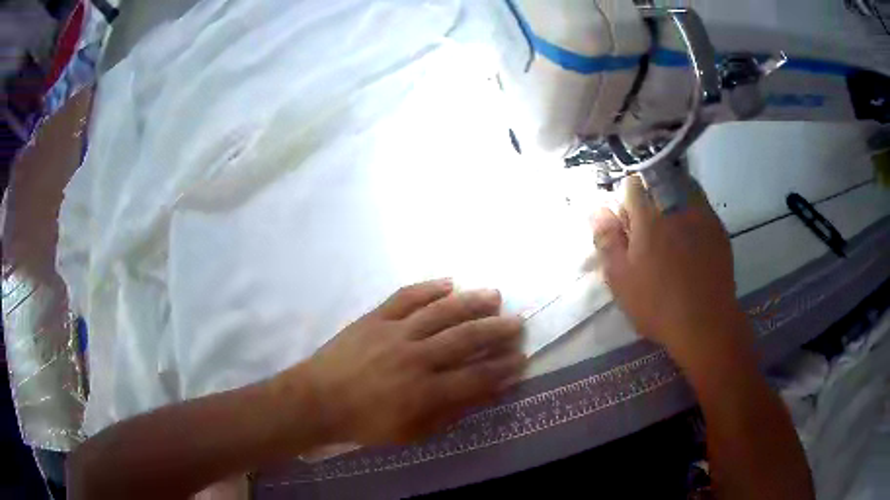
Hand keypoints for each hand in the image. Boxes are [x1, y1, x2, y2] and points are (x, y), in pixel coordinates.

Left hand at [300, 279, 525, 444]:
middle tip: (517, 322)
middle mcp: (415, 357)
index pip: (475, 378)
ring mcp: (394, 332)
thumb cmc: (365, 423)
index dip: (502, 369)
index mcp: (424, 391)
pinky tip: (449, 282)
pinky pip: (406, 297)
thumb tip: (482, 396)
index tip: (521, 359)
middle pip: (465, 339)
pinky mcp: (375, 318)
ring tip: (494, 295)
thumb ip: (448, 414)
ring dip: (471, 302)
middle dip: (496, 330)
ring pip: (441, 312)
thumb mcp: (410, 433)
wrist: (318, 400)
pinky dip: (429, 288)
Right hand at [590, 177, 749, 359]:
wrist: (705, 323)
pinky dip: (692, 213)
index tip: (627, 220)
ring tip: (671, 228)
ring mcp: (701, 215)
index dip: (626, 199)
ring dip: (673, 200)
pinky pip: (701, 207)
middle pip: (658, 182)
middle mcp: (675, 206)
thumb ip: (607, 240)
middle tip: (650, 228)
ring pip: (682, 189)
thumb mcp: (620, 278)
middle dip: (650, 196)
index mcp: (648, 217)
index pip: (632, 185)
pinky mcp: (718, 228)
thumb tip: (598, 209)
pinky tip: (691, 239)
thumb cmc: (657, 304)